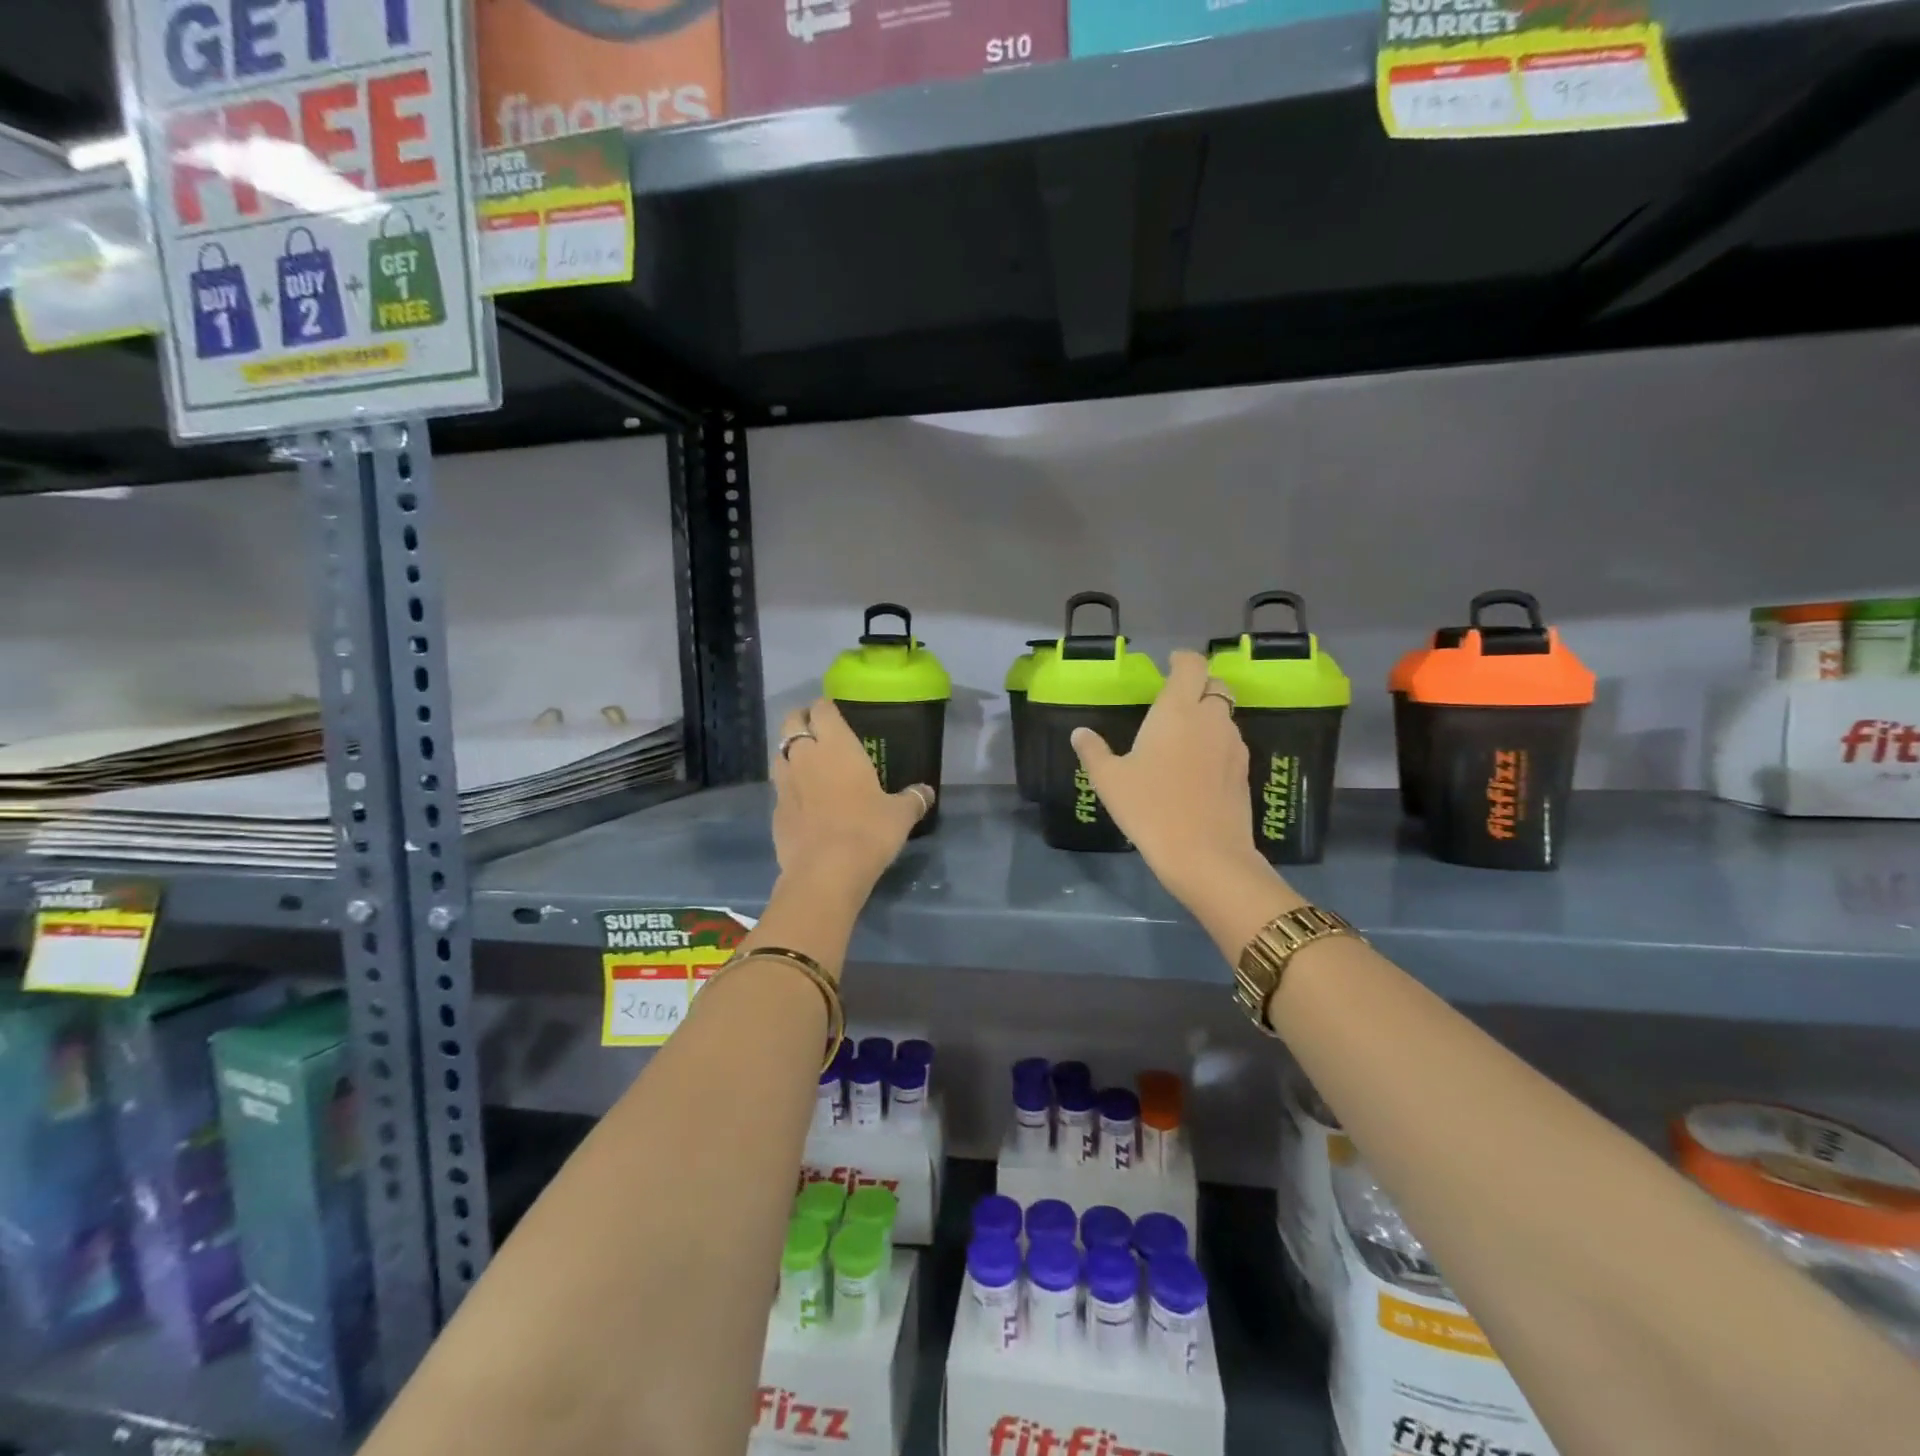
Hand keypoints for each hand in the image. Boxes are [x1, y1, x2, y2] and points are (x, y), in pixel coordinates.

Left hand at [771, 698, 932, 892]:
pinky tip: (802, 801)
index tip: (835, 714)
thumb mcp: (900, 815)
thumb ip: (913, 799)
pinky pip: (779, 787)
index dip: (826, 707)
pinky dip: (788, 787)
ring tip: (807, 764)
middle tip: (817, 731)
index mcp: (836, 745)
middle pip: (791, 722)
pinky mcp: (774, 810)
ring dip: (791, 753)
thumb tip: (927, 792)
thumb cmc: (868, 831)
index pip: (822, 709)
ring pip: (779, 753)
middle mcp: (805, 755)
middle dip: (802, 721)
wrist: (825, 871)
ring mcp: (785, 783)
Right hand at [1071, 650, 1266, 908]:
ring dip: (1208, 715)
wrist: (1205, 854)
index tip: (1169, 665)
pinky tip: (1197, 767)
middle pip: (1215, 685)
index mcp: (1177, 710)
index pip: (1191, 665)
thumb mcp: (1110, 780)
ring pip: (1225, 715)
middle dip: (1198, 685)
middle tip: (1176, 701)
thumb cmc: (1150, 808)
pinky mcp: (1244, 770)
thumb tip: (1079, 733)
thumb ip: (1093, 751)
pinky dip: (1216, 742)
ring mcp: (1233, 744)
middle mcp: (1210, 719)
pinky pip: (1230, 742)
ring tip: (1184, 737)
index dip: (1182, 660)